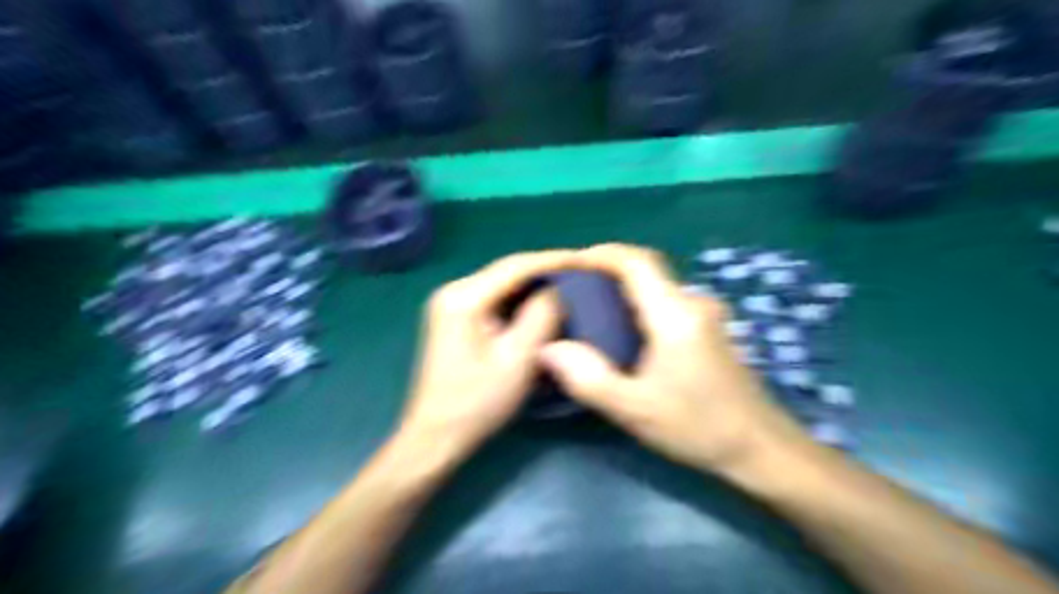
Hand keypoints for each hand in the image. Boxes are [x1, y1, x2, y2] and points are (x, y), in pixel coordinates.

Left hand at [400, 249, 576, 456]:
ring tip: (567, 285)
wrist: (437, 436)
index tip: (584, 260)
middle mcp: (453, 291)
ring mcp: (451, 304)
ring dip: (533, 285)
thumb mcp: (518, 359)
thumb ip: (540, 317)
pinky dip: (519, 300)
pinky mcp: (455, 318)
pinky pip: (494, 299)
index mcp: (463, 297)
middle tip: (580, 272)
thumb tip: (556, 291)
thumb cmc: (477, 402)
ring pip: (501, 284)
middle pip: (506, 271)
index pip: (515, 266)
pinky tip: (541, 304)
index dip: (552, 260)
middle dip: (544, 270)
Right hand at [540, 244, 808, 474]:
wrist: (762, 448)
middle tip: (572, 290)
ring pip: (657, 286)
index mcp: (675, 315)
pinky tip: (625, 331)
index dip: (601, 254)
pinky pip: (667, 301)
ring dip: (623, 288)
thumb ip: (588, 378)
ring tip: (591, 310)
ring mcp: (706, 314)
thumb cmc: (699, 428)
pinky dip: (640, 304)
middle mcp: (693, 303)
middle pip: (646, 269)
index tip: (569, 263)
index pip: (636, 261)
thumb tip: (548, 348)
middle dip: (607, 270)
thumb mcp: (635, 410)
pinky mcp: (710, 328)